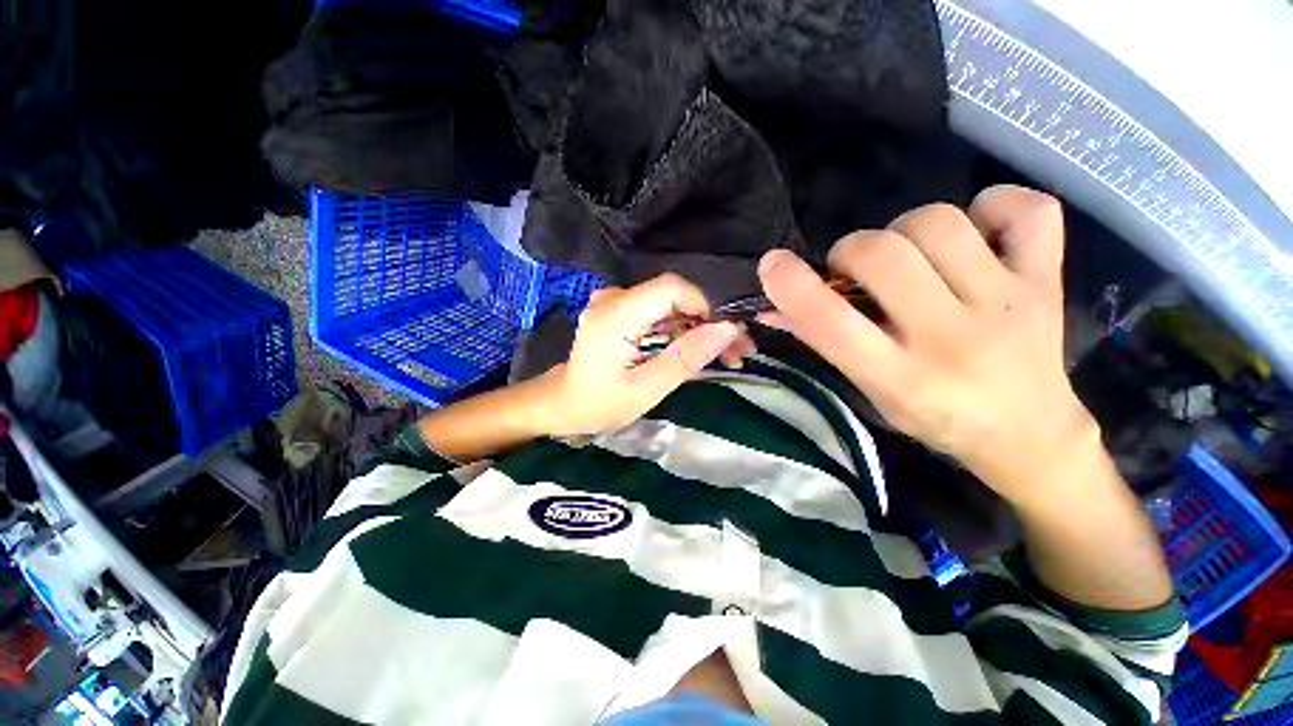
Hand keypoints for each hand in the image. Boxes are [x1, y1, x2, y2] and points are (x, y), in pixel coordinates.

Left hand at [539, 274, 750, 435]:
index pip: (671, 288)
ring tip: (726, 355)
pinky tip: (698, 350)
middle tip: (737, 351)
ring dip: (699, 327)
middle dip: (709, 321)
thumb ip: (686, 357)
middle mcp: (614, 298)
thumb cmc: (600, 403)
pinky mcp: (621, 311)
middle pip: (674, 296)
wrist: (565, 404)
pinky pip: (660, 313)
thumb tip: (728, 330)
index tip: (727, 337)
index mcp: (615, 315)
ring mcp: (616, 302)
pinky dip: (682, 330)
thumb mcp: (646, 389)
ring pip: (671, 304)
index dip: (705, 306)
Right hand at [758, 186, 1098, 502]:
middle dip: (851, 251)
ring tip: (912, 256)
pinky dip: (993, 207)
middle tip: (857, 270)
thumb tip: (774, 303)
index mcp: (899, 377)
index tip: (773, 265)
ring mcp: (1010, 303)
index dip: (790, 285)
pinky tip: (978, 236)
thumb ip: (823, 342)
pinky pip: (1026, 208)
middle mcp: (952, 338)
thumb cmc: (933, 416)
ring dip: (906, 230)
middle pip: (882, 254)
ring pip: (940, 222)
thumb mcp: (868, 390)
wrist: (1028, 433)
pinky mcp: (1049, 279)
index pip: (830, 322)